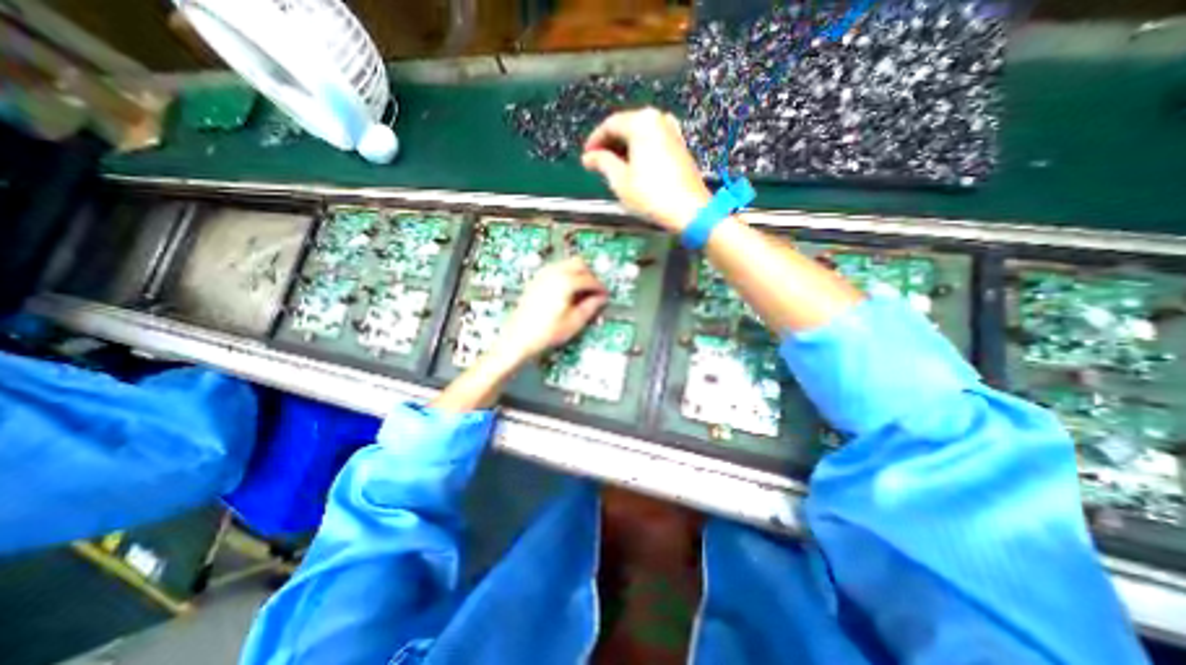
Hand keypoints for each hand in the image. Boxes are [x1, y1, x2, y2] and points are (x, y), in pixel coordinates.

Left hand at [489, 254, 605, 369]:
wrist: (518, 337)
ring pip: (566, 263)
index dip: (600, 287)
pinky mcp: (536, 280)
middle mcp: (554, 273)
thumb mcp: (574, 322)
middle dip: (589, 275)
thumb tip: (600, 299)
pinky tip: (567, 290)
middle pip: (579, 263)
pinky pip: (556, 269)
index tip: (605, 295)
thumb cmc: (546, 332)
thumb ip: (590, 307)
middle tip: (594, 291)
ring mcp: (543, 275)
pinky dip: (565, 274)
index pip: (589, 279)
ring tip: (582, 291)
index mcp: (565, 283)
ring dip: (577, 273)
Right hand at [581, 107, 707, 234]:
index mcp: (641, 122)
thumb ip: (602, 163)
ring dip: (625, 148)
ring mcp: (672, 131)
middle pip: (627, 126)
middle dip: (610, 144)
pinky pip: (653, 141)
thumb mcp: (620, 181)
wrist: (689, 210)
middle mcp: (658, 119)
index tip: (587, 157)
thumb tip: (589, 157)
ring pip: (641, 134)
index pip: (610, 124)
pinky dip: (640, 151)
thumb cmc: (651, 195)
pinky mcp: (680, 146)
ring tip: (614, 168)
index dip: (595, 141)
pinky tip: (634, 167)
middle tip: (598, 163)